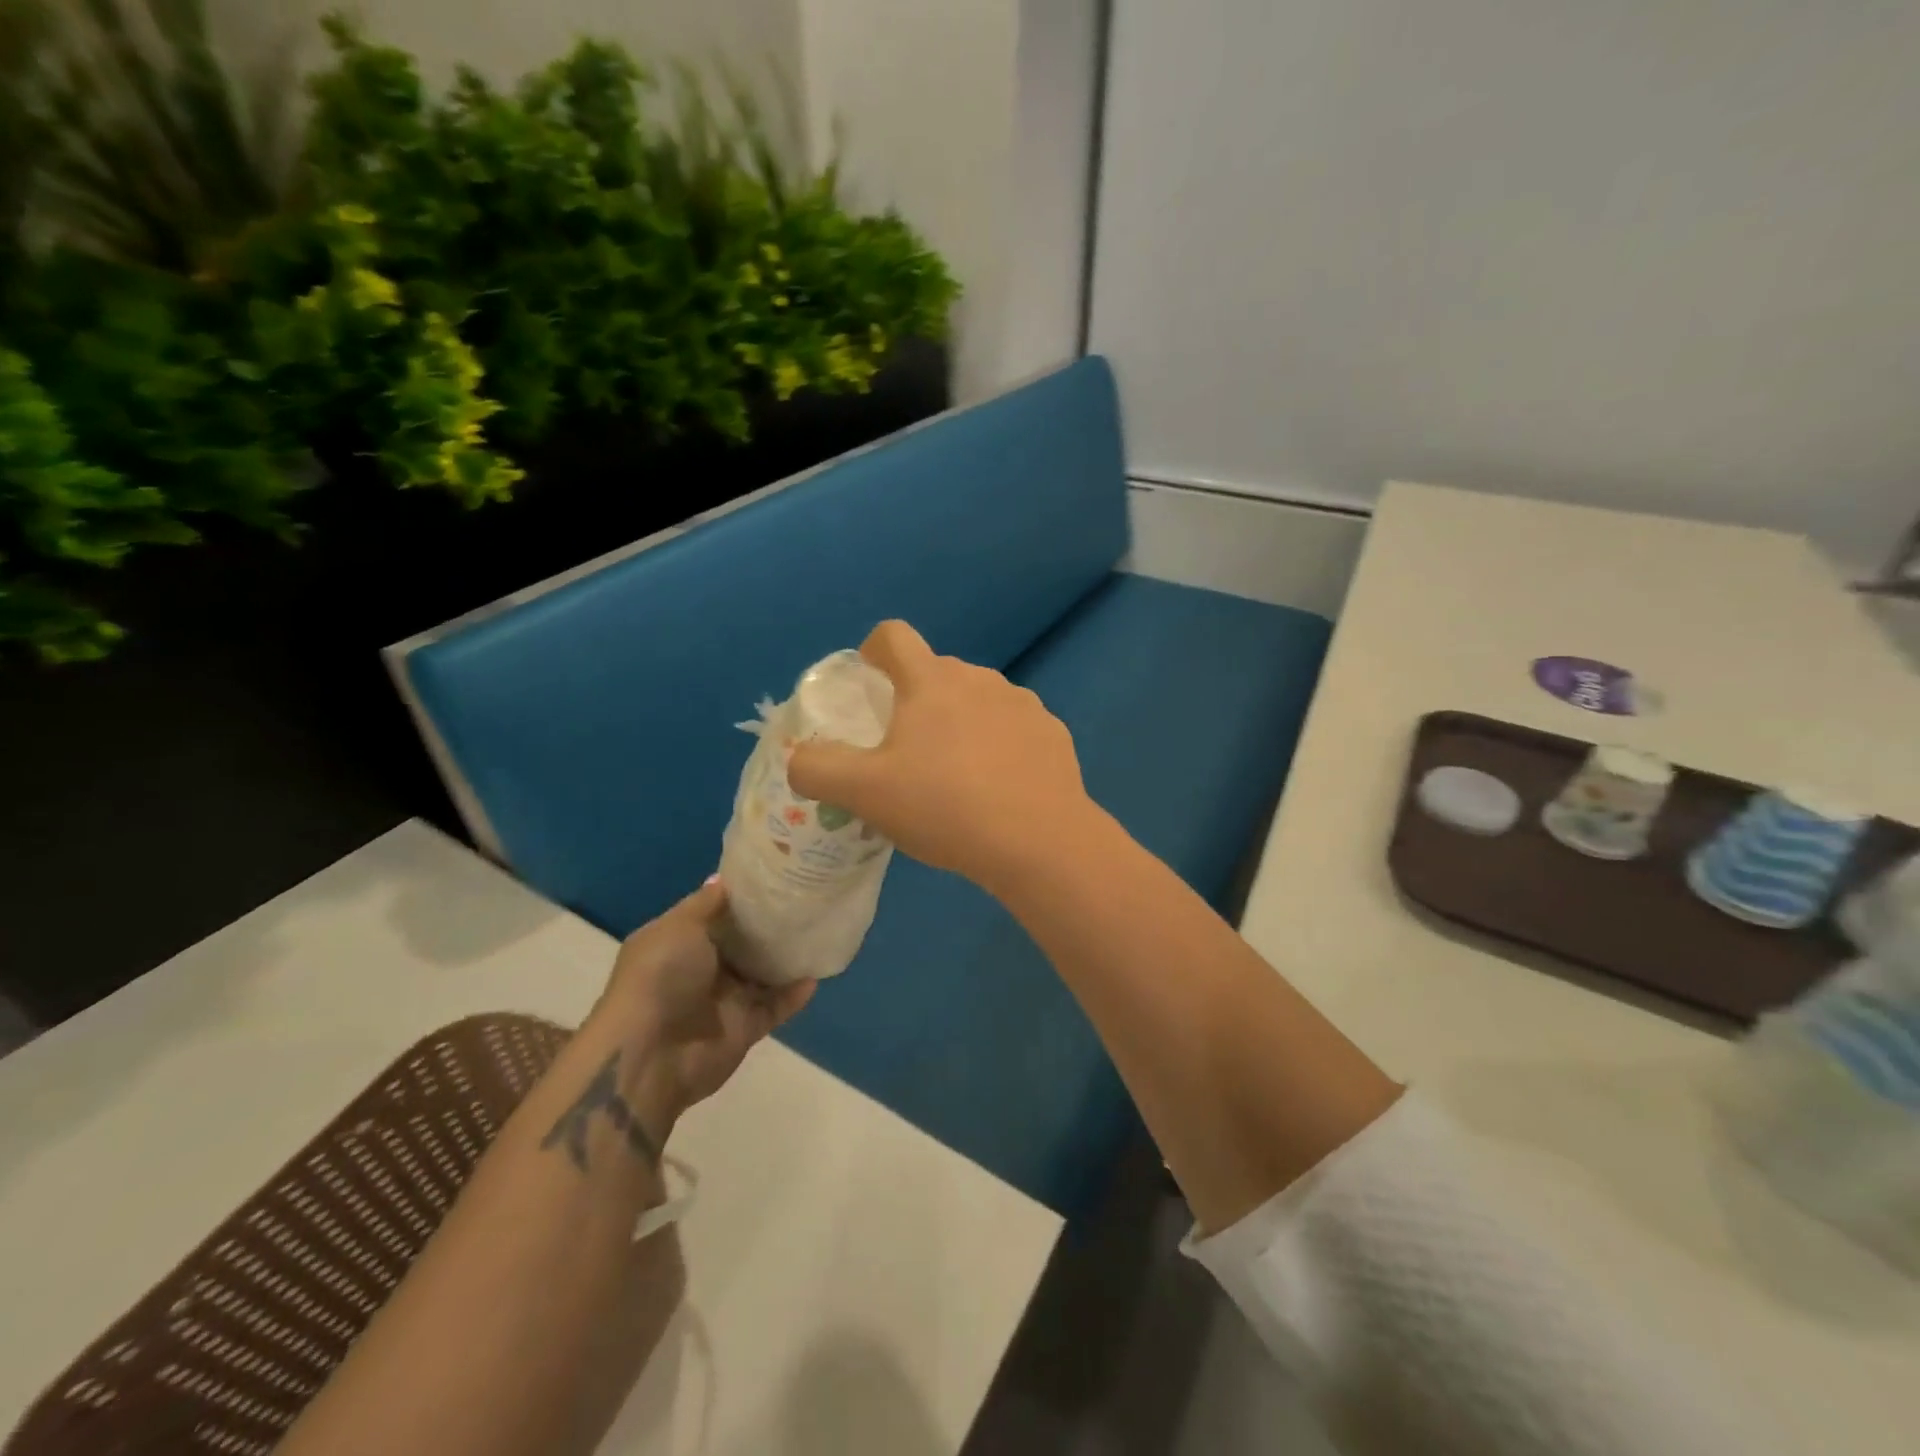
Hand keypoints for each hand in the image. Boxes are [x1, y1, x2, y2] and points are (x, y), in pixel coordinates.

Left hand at [591, 879, 814, 1139]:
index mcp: (679, 942)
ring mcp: (724, 1001)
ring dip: (786, 958)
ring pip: (763, 974)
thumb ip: (705, 904)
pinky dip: (795, 994)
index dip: (741, 897)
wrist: (651, 1055)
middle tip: (806, 899)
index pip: (715, 914)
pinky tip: (816, 974)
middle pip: (743, 943)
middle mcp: (702, 970)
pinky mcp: (744, 1029)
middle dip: (769, 925)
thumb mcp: (678, 927)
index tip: (774, 876)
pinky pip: (776, 1007)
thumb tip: (723, 879)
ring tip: (819, 931)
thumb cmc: (660, 978)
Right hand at [786, 621, 1098, 891]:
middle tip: (906, 750)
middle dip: (916, 699)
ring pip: (978, 700)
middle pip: (937, 672)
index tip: (868, 679)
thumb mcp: (863, 793)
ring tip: (956, 775)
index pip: (894, 636)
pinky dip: (1000, 745)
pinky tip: (999, 788)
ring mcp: (1023, 704)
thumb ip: (817, 769)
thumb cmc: (944, 807)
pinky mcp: (1053, 733)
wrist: (1038, 841)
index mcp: (931, 682)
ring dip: (960, 722)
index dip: (873, 650)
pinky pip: (1014, 727)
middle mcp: (979, 679)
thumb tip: (799, 758)